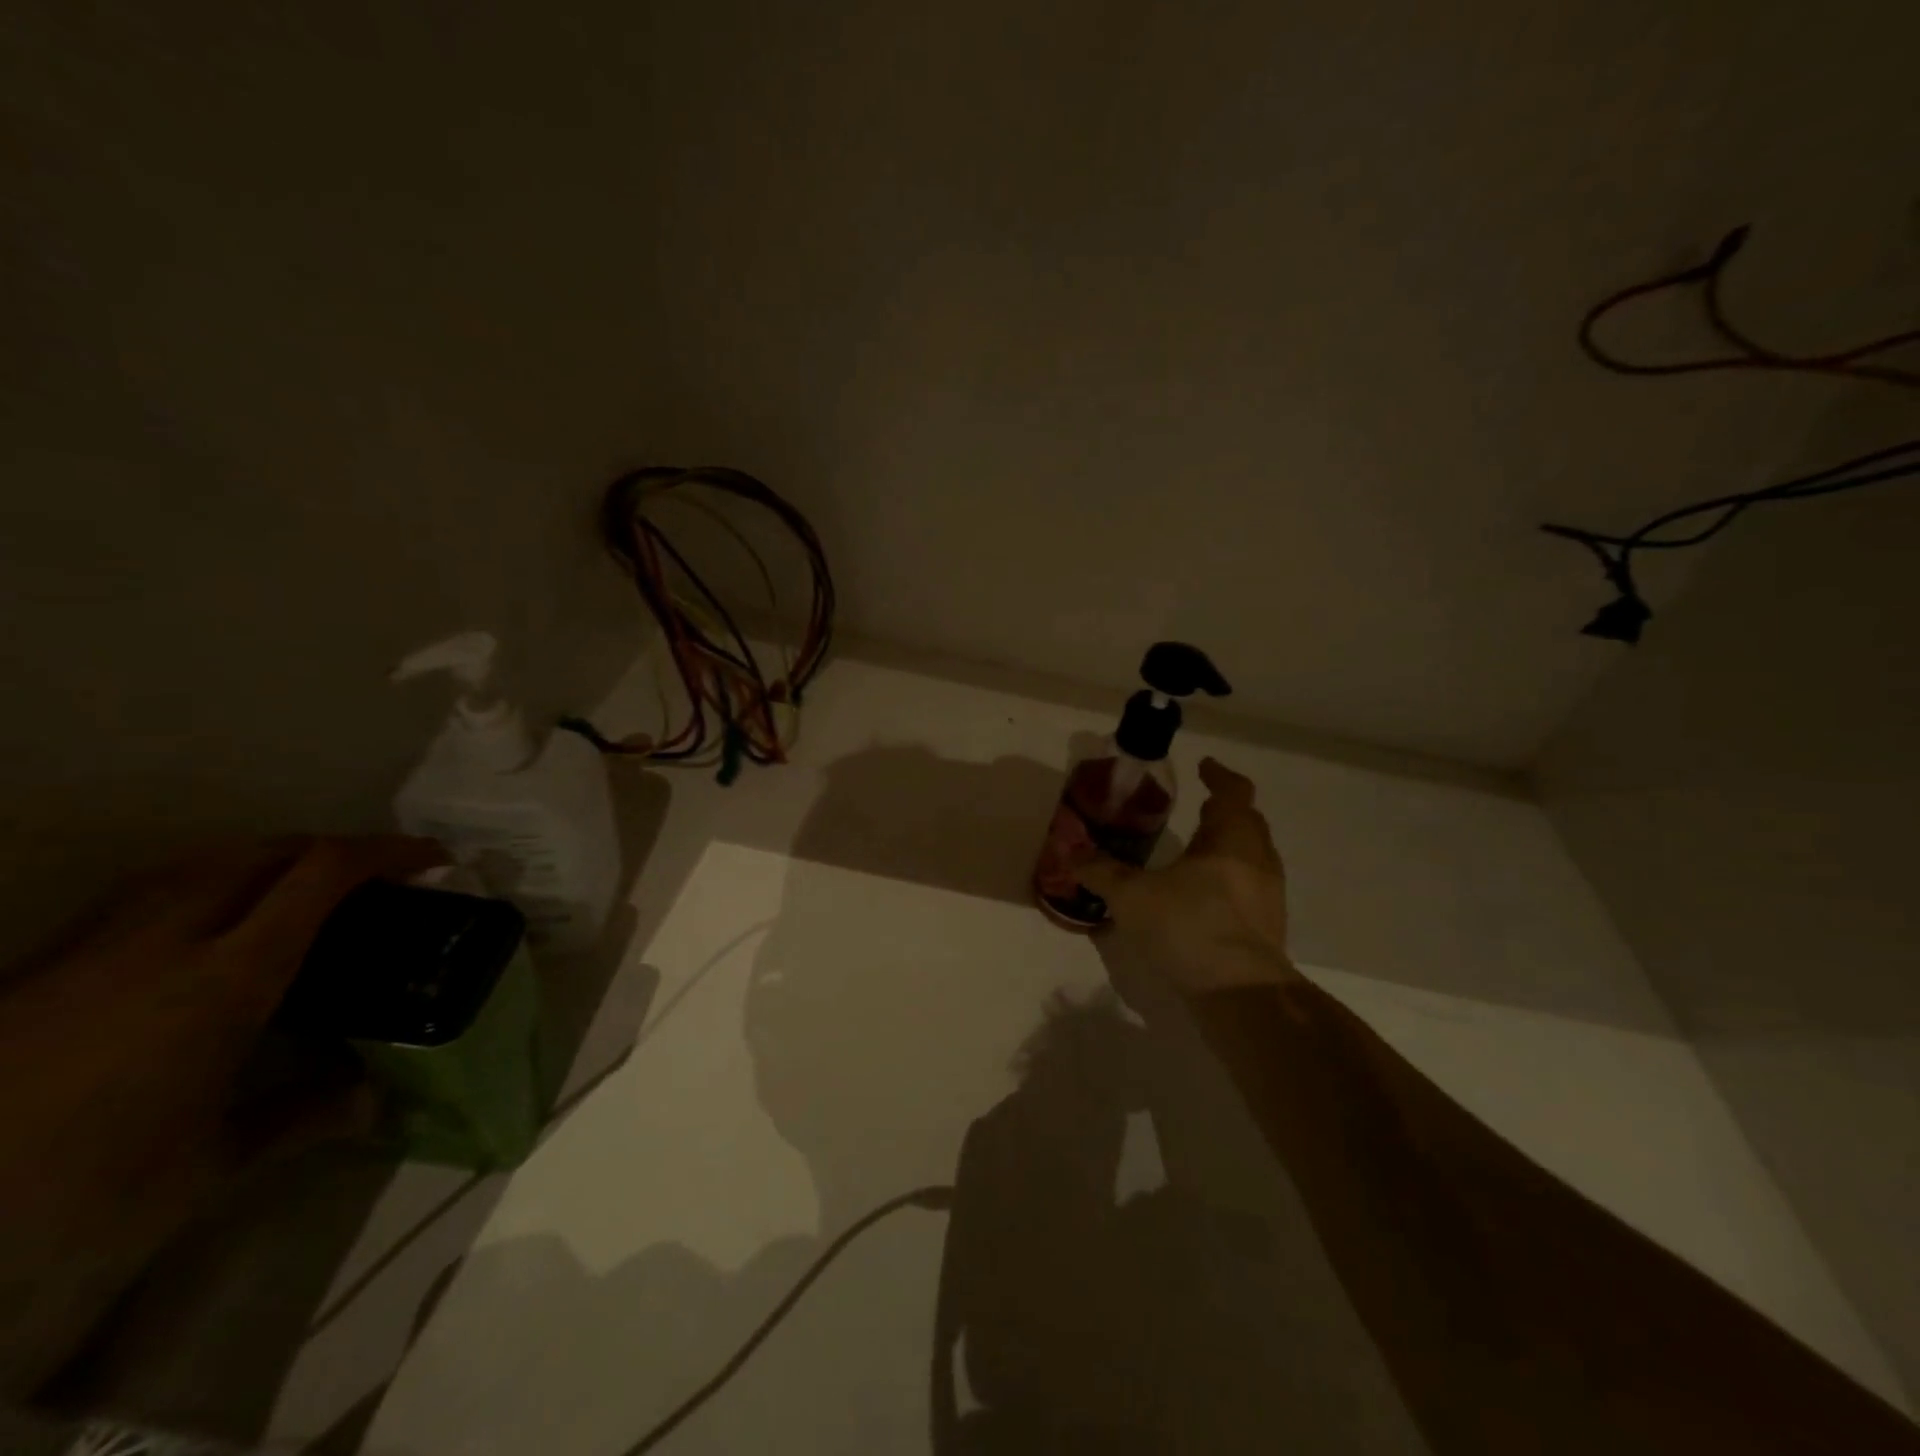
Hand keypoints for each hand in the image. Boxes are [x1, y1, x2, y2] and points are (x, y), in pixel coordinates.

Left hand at [0, 836, 442, 1281]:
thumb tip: (376, 1103)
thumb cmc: (69, 1190)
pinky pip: (150, 891)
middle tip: (375, 878)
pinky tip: (211, 923)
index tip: (434, 860)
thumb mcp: (202, 1169)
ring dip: (271, 859)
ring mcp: (98, 945)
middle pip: (267, 851)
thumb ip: (300, 1118)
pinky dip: (208, 883)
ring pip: (203, 861)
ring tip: (302, 889)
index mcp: (225, 978)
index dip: (387, 853)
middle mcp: (167, 939)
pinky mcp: (45, 964)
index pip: (321, 876)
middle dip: (334, 849)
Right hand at [1080, 757, 1299, 994]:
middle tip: (1199, 808)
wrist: (1242, 994)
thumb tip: (1072, 854)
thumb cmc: (1190, 925)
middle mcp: (1258, 861)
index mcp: (1232, 839)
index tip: (1204, 767)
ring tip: (1196, 853)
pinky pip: (1249, 891)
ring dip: (1228, 848)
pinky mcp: (1267, 930)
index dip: (1219, 776)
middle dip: (1224, 812)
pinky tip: (1201, 899)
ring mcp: (1268, 898)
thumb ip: (1102, 872)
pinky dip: (1228, 882)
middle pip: (1247, 824)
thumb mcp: (1133, 896)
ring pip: (1251, 859)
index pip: (1233, 792)